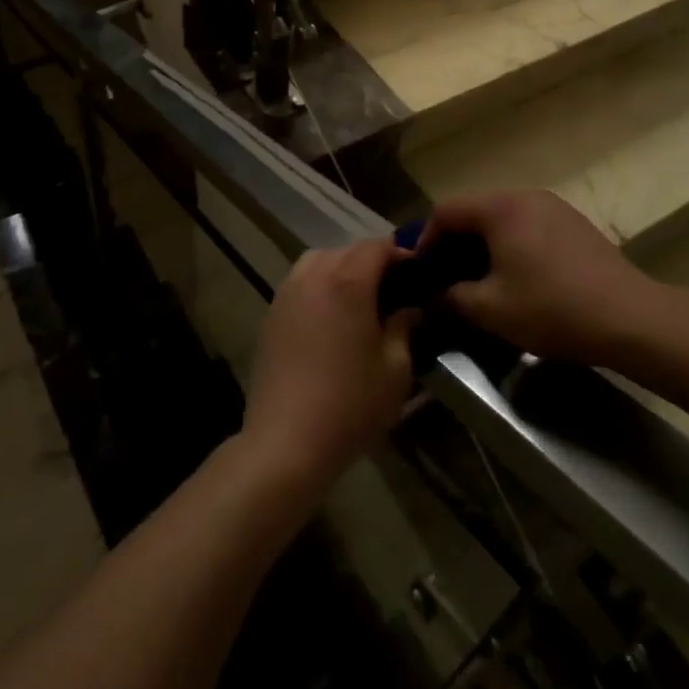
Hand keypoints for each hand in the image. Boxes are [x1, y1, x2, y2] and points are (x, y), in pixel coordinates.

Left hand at [239, 237, 416, 495]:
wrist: (285, 442)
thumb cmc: (349, 406)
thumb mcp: (395, 371)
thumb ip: (404, 329)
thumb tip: (409, 308)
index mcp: (348, 282)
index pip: (377, 246)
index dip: (399, 254)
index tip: (417, 272)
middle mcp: (315, 275)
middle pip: (347, 250)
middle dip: (372, 261)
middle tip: (392, 289)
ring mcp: (288, 292)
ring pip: (319, 260)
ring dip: (342, 268)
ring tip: (358, 298)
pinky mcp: (271, 313)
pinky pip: (299, 281)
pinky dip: (318, 284)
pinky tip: (329, 316)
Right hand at [425, 190, 650, 362]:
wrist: (630, 318)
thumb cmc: (552, 307)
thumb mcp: (490, 309)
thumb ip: (451, 298)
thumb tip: (431, 297)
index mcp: (500, 207)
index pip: (446, 211)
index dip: (425, 240)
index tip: (422, 274)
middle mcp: (525, 195)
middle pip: (474, 211)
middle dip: (455, 245)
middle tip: (447, 280)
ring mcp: (554, 207)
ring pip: (502, 219)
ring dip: (484, 247)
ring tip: (480, 282)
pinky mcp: (574, 224)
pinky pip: (528, 226)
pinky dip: (511, 246)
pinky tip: (518, 279)